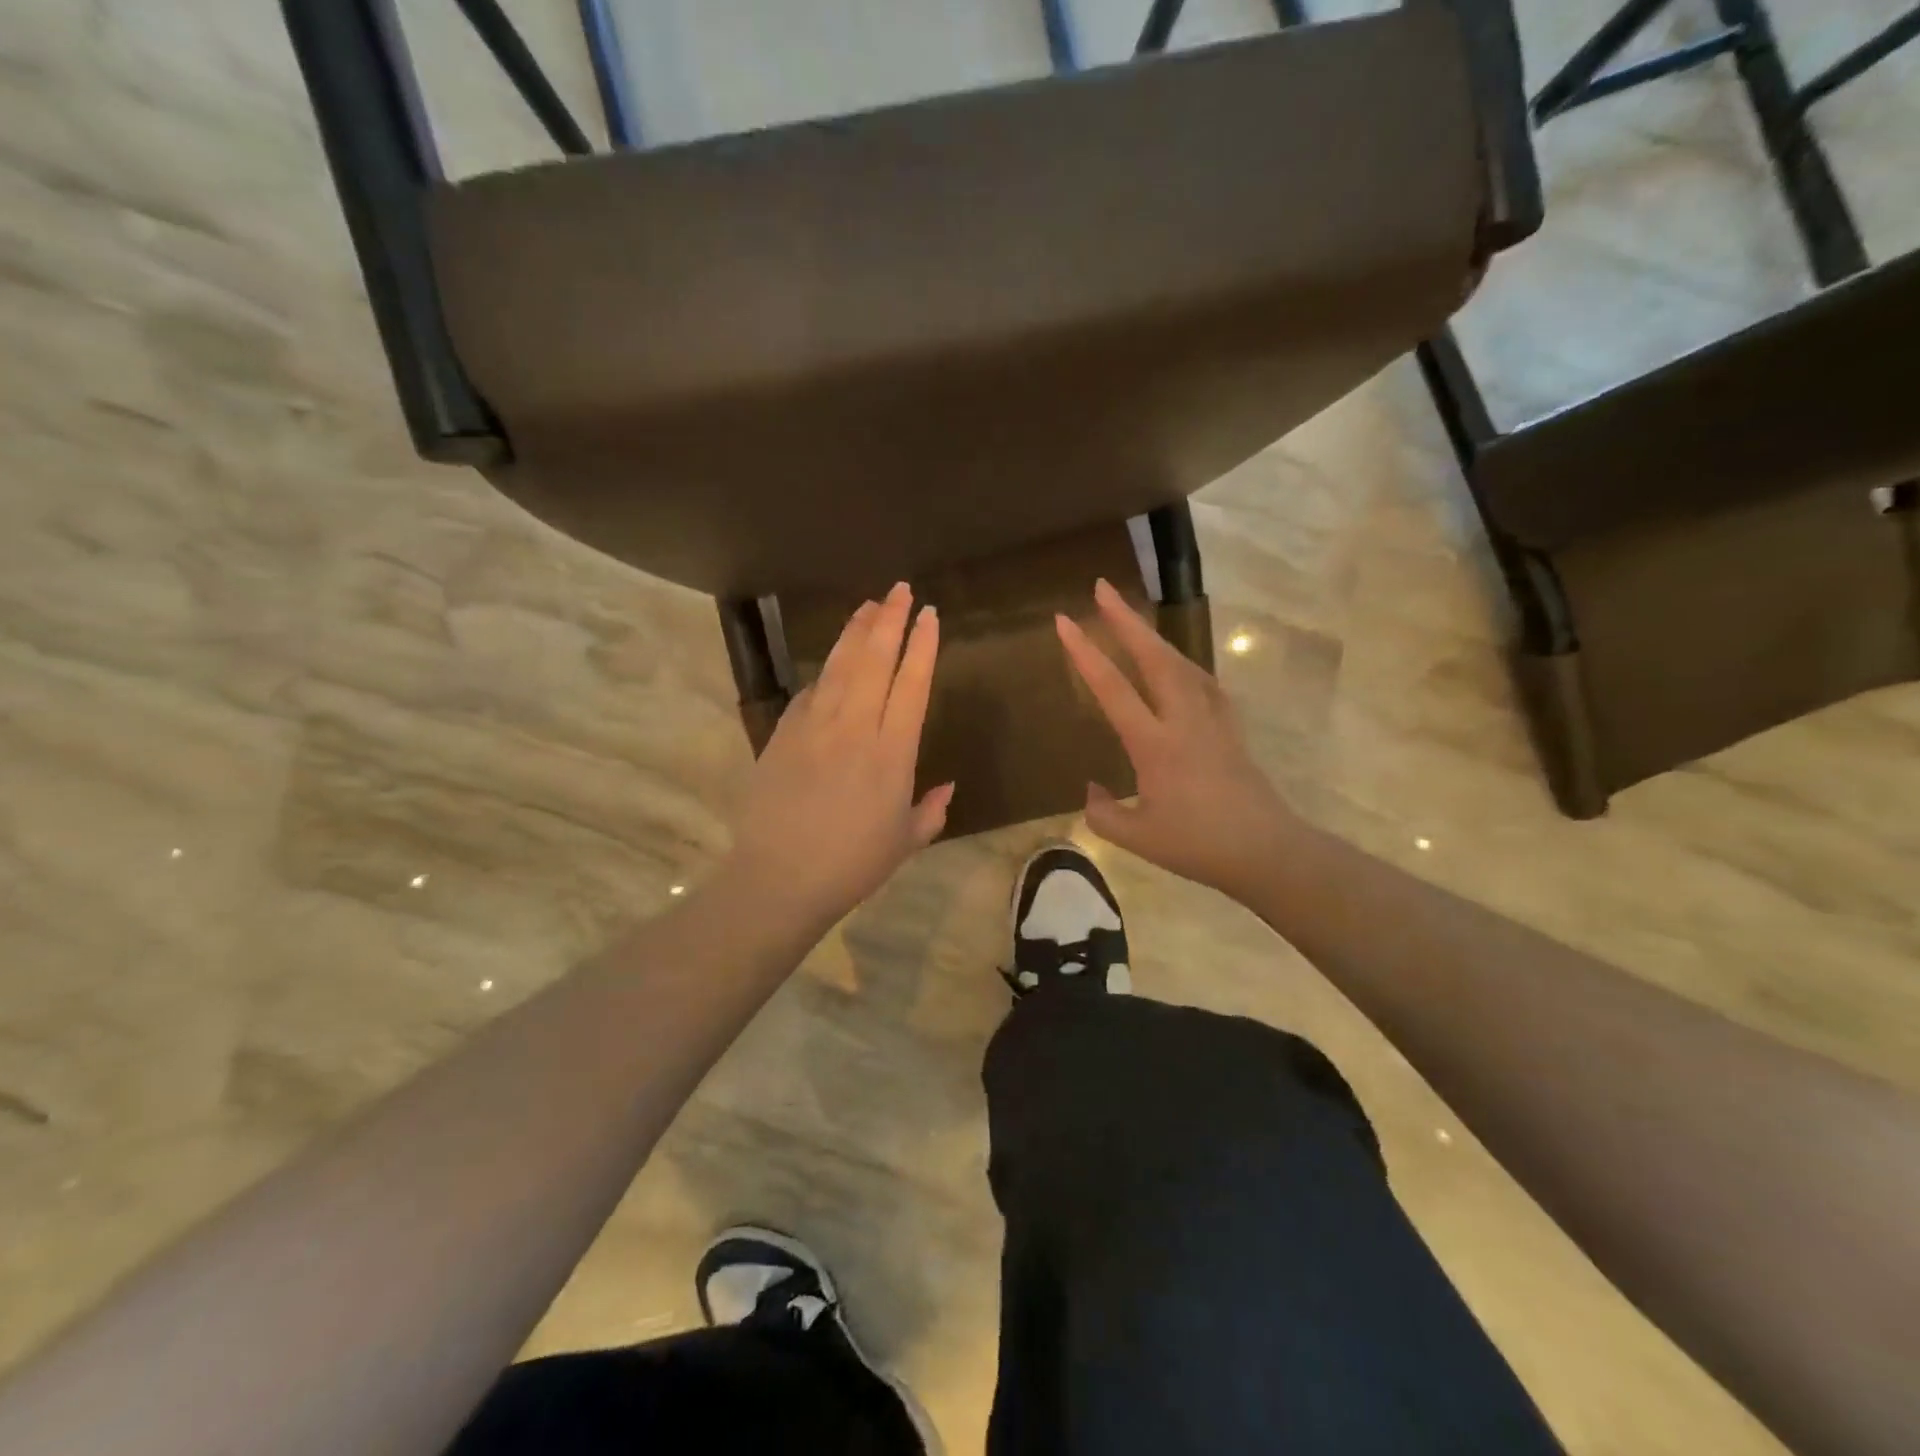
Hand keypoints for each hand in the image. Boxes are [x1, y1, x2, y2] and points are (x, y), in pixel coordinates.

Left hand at [723, 582, 951, 932]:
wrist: (780, 878)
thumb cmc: (853, 865)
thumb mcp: (906, 841)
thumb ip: (931, 809)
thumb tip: (947, 787)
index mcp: (893, 752)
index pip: (912, 684)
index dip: (922, 645)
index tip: (929, 615)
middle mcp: (855, 728)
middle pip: (875, 660)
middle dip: (890, 620)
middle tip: (899, 590)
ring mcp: (815, 727)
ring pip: (840, 666)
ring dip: (856, 631)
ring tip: (869, 605)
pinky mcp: (784, 734)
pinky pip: (810, 691)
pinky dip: (826, 671)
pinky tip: (834, 661)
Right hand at [1056, 579, 1294, 903]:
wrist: (1266, 851)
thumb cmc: (1197, 845)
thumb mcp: (1137, 837)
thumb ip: (1102, 813)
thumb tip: (1091, 789)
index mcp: (1155, 743)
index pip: (1113, 688)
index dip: (1085, 652)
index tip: (1063, 620)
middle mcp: (1184, 719)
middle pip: (1154, 656)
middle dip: (1126, 619)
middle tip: (1102, 588)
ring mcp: (1212, 719)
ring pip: (1181, 662)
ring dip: (1153, 636)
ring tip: (1132, 620)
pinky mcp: (1230, 728)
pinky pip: (1203, 682)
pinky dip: (1182, 662)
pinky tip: (1177, 665)